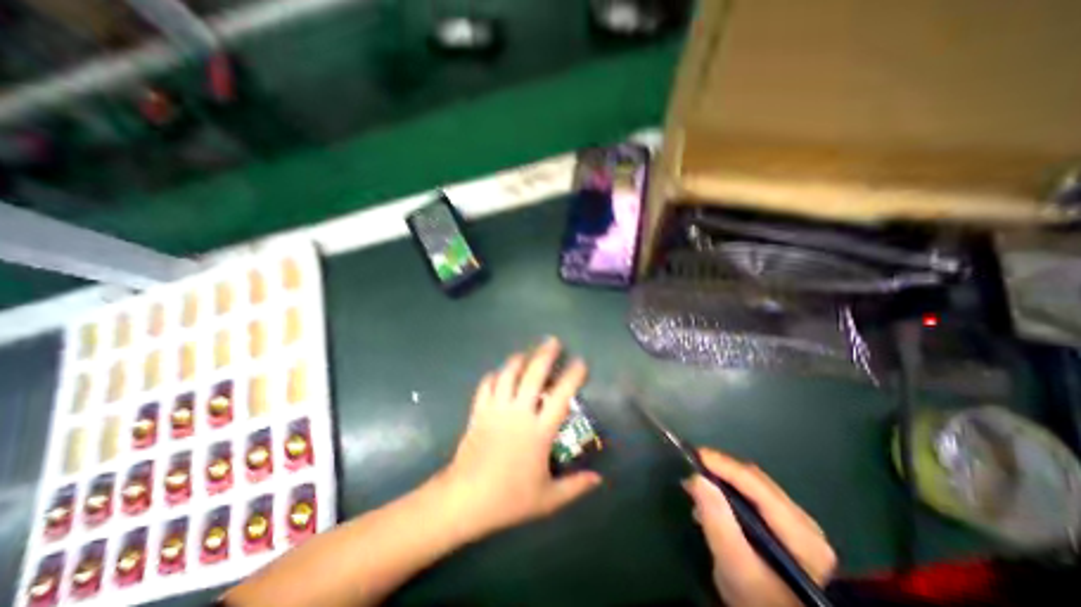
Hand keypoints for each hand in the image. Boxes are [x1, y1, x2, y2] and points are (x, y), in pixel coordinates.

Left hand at [442, 340, 607, 538]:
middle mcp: (519, 413)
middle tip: (553, 341)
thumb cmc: (509, 498)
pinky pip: (486, 385)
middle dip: (545, 354)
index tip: (581, 362)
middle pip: (534, 374)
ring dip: (518, 359)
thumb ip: (575, 487)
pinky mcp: (479, 411)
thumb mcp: (547, 499)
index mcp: (539, 431)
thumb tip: (598, 479)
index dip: (573, 376)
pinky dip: (494, 376)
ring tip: (526, 353)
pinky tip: (499, 374)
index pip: (562, 396)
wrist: (466, 499)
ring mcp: (497, 409)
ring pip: (508, 374)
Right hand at [683, 447, 833, 606]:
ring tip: (698, 483)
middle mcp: (805, 523)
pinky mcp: (788, 529)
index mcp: (800, 534)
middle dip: (721, 470)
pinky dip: (731, 492)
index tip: (694, 455)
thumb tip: (697, 477)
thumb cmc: (756, 600)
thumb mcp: (733, 564)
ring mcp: (799, 526)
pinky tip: (714, 500)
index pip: (757, 484)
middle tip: (691, 467)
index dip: (724, 465)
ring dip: (724, 479)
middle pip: (756, 481)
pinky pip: (755, 497)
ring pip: (754, 486)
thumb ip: (717, 520)